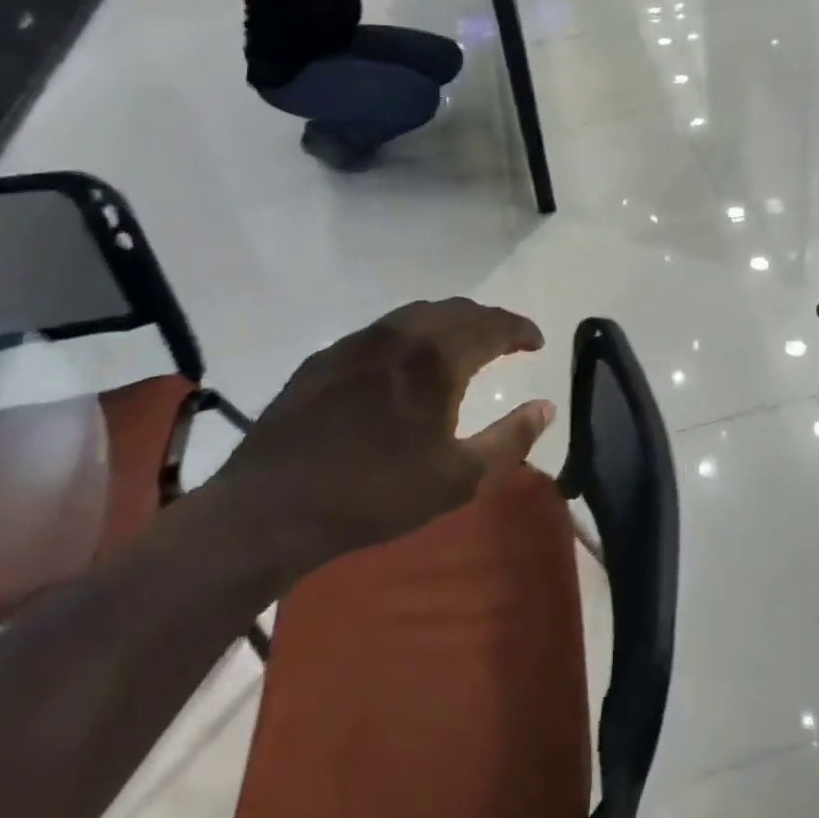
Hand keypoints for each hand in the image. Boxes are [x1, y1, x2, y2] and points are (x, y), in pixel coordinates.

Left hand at [214, 299, 554, 585]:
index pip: (492, 325)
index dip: (520, 329)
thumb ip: (511, 439)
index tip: (536, 341)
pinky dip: (409, 336)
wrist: (272, 507)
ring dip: (448, 323)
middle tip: (505, 340)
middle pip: (456, 310)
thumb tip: (546, 407)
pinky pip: (381, 332)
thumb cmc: (376, 494)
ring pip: (415, 315)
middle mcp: (399, 334)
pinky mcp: (325, 357)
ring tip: (460, 346)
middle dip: (488, 320)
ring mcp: (356, 342)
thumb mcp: (458, 478)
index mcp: (436, 357)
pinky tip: (404, 365)